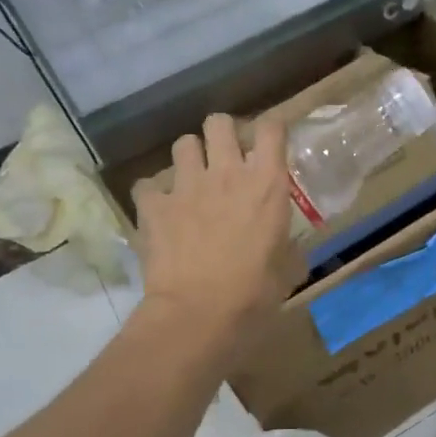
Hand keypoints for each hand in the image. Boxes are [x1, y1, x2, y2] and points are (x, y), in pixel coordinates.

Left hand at [132, 114, 302, 343]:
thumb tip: (288, 248)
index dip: (270, 129)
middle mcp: (228, 173)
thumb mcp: (287, 269)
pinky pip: (147, 185)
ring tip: (192, 181)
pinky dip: (153, 194)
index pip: (271, 128)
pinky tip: (159, 209)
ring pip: (183, 144)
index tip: (269, 141)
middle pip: (219, 122)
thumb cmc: (254, 294)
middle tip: (226, 158)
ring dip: (190, 158)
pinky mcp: (154, 205)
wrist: (199, 314)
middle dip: (222, 134)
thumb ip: (287, 247)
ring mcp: (186, 185)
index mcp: (267, 185)